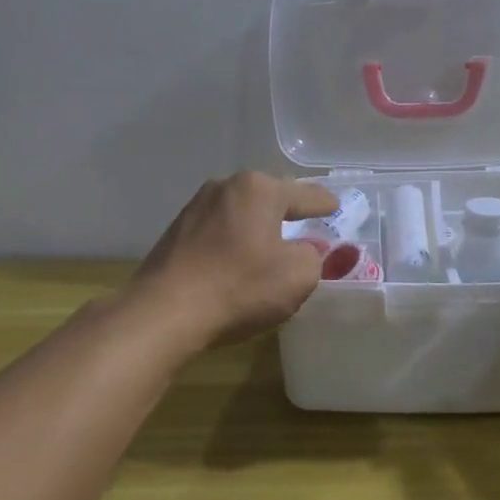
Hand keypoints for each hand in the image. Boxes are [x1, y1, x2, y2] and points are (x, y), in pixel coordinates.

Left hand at [133, 172, 336, 348]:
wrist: (164, 312)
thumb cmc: (240, 287)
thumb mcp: (298, 275)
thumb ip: (314, 256)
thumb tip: (304, 250)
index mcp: (259, 189)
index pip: (304, 194)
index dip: (324, 203)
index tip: (335, 207)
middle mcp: (225, 187)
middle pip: (268, 198)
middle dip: (287, 212)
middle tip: (306, 226)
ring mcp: (195, 208)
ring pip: (240, 214)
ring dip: (257, 228)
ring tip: (270, 247)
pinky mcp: (175, 232)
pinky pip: (218, 232)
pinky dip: (233, 242)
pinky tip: (236, 263)